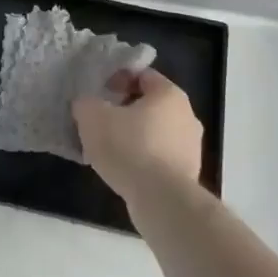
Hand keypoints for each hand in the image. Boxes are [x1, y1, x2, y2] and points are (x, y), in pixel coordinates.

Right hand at [72, 67, 203, 209]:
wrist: (162, 200)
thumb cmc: (129, 147)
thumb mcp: (92, 117)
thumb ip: (86, 103)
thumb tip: (87, 105)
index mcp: (169, 94)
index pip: (142, 76)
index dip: (118, 80)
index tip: (100, 94)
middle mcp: (187, 116)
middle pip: (150, 104)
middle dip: (125, 110)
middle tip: (101, 120)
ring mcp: (191, 147)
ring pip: (155, 132)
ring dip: (134, 136)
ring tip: (109, 149)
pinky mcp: (188, 175)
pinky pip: (159, 158)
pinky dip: (143, 160)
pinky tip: (124, 171)